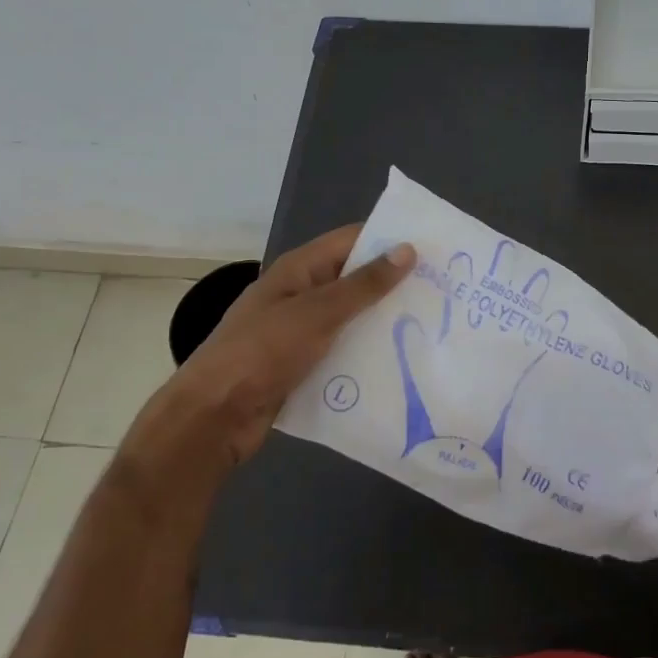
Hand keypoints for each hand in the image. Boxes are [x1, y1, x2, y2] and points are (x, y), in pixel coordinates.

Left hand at [121, 224, 415, 481]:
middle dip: (394, 285)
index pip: (352, 240)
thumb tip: (407, 249)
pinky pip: (343, 351)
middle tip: (444, 293)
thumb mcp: (317, 313)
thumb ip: (363, 284)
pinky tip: (400, 362)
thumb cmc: (262, 352)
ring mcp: (300, 331)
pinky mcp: (303, 365)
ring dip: (383, 322)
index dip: (390, 241)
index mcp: (299, 270)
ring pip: (351, 319)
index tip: (434, 250)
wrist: (214, 416)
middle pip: (354, 280)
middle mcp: (301, 294)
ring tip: (432, 327)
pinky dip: (366, 354)